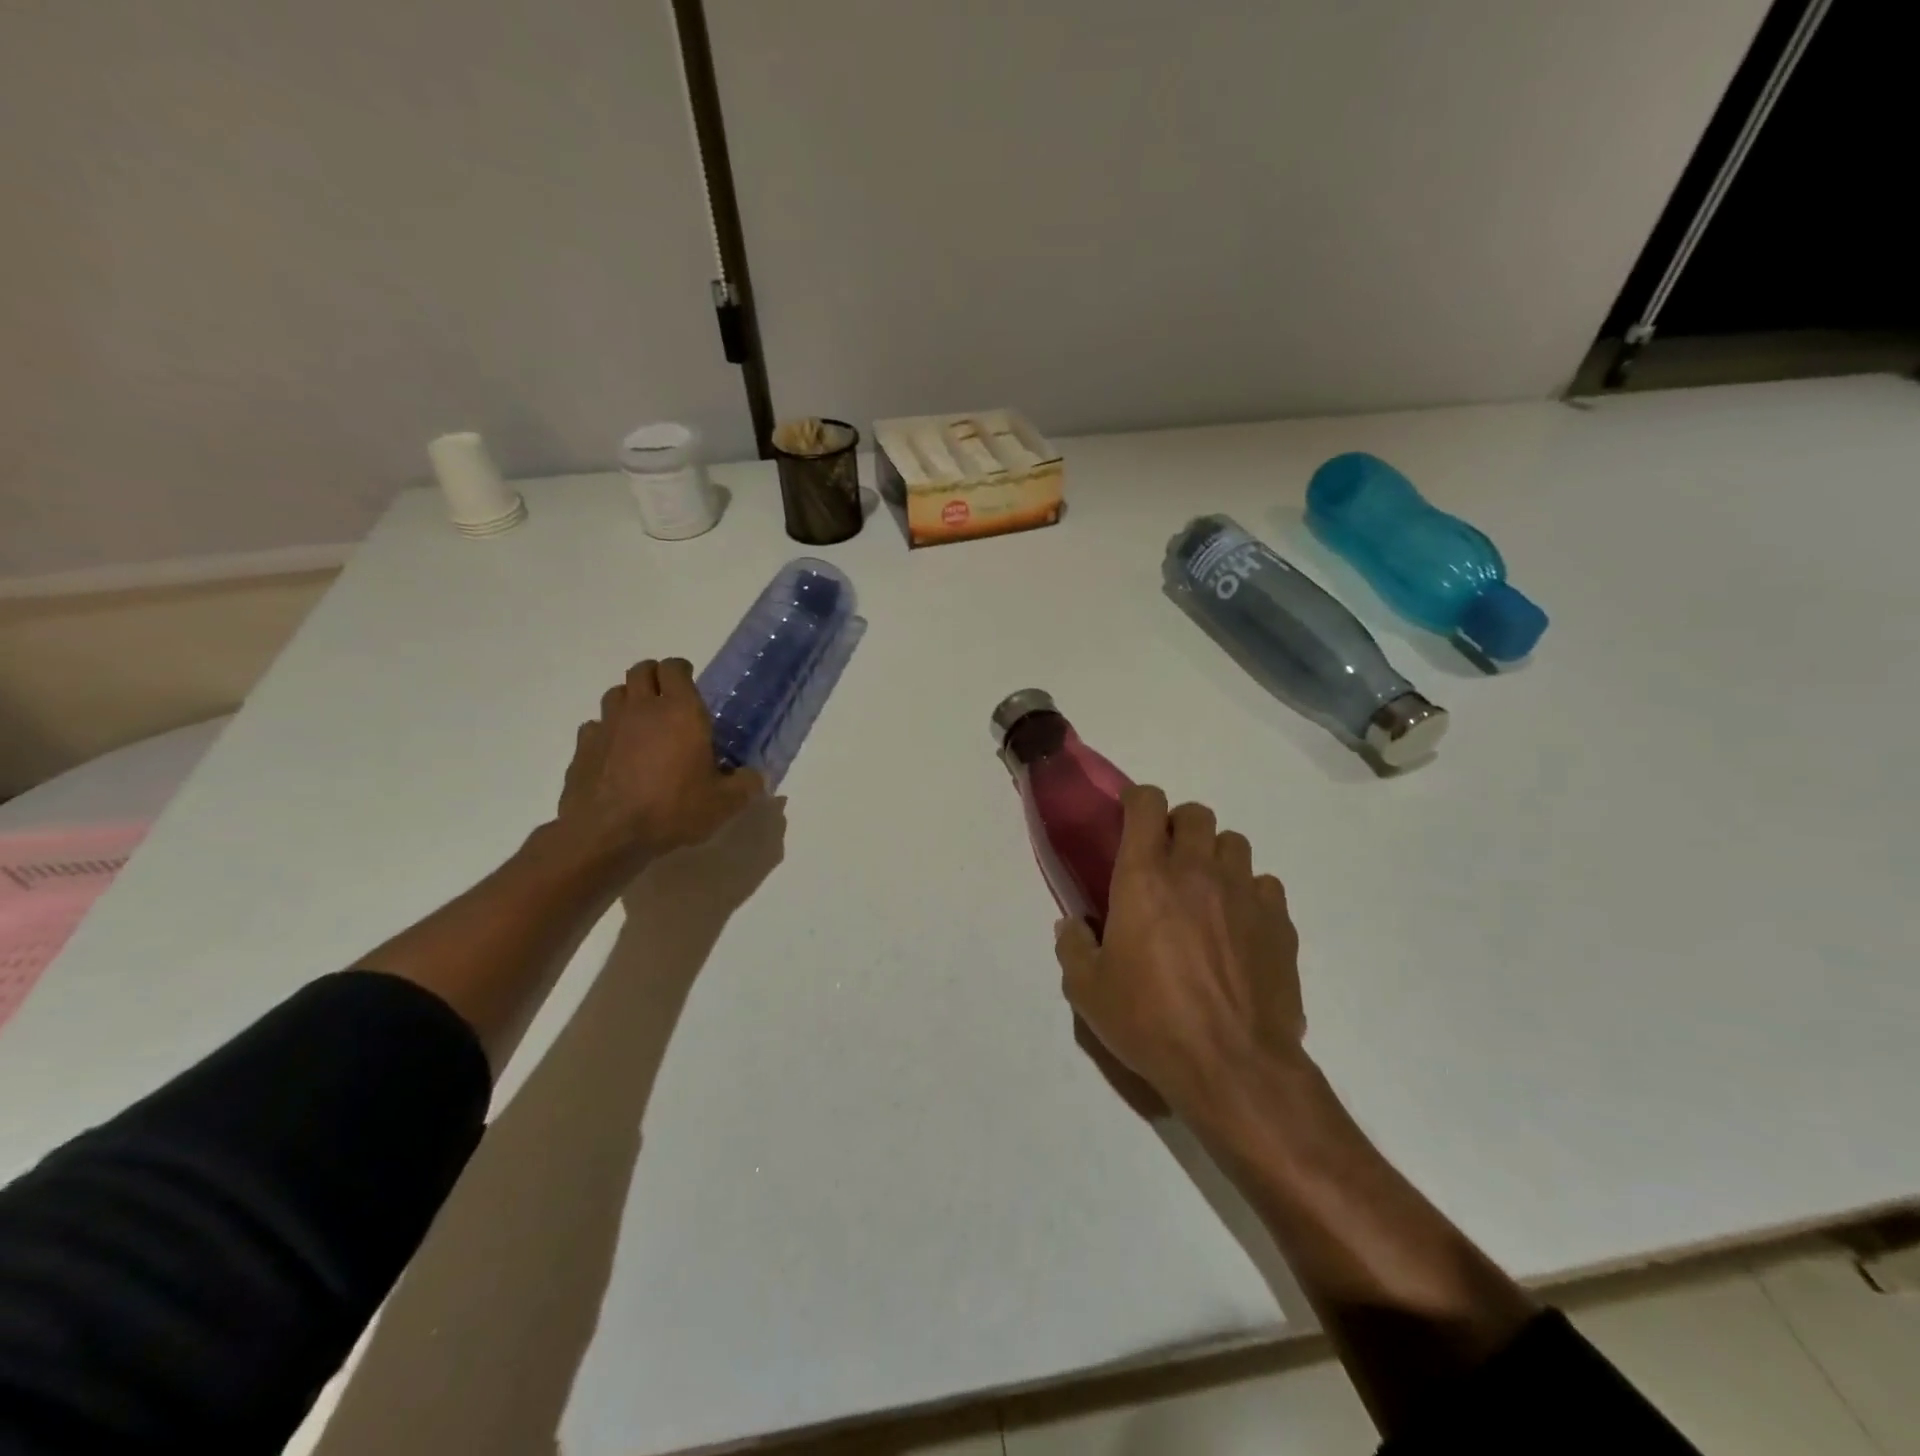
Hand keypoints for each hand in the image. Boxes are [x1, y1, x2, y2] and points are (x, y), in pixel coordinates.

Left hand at [555, 658, 763, 868]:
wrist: (607, 834)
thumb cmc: (672, 809)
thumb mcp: (723, 804)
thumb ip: (745, 785)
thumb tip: (754, 777)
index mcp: (681, 711)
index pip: (675, 667)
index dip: (682, 670)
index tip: (690, 682)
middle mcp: (642, 708)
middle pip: (642, 670)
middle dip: (655, 677)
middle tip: (667, 698)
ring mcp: (608, 724)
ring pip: (616, 693)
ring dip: (630, 700)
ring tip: (642, 724)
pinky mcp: (583, 746)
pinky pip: (596, 726)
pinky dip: (607, 732)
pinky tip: (616, 753)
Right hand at [1055, 785, 1304, 1120]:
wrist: (1233, 1065)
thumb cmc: (1150, 1022)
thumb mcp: (1088, 991)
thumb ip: (1073, 947)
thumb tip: (1073, 925)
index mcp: (1145, 877)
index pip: (1147, 804)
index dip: (1137, 800)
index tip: (1129, 816)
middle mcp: (1196, 871)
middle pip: (1196, 813)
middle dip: (1178, 825)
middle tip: (1166, 860)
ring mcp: (1243, 893)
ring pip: (1234, 843)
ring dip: (1215, 855)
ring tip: (1204, 890)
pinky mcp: (1279, 922)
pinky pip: (1264, 884)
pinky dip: (1249, 892)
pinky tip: (1238, 924)